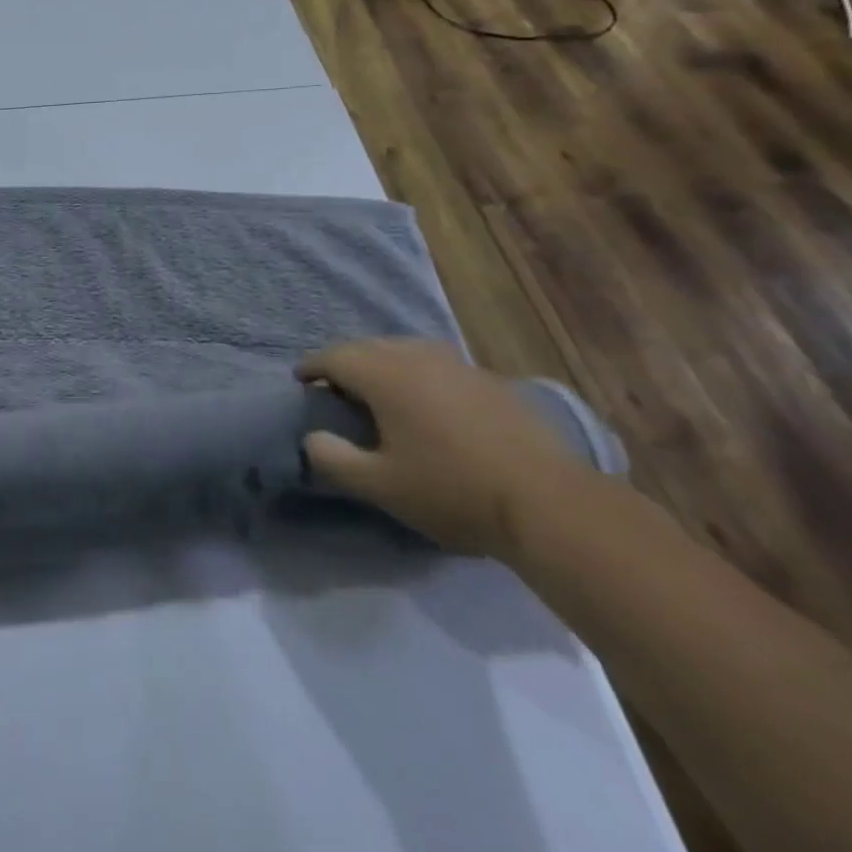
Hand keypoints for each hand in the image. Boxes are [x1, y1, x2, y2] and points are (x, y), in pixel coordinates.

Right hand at [297, 340, 585, 560]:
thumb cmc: (452, 490)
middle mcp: (417, 357)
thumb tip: (312, 438)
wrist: (551, 504)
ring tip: (380, 391)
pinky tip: (430, 404)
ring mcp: (459, 365)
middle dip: (346, 362)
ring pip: (406, 351)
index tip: (301, 380)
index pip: (333, 357)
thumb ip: (334, 459)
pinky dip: (420, 375)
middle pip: (368, 347)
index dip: (312, 367)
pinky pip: (439, 366)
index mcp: (384, 374)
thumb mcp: (380, 485)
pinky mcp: (492, 381)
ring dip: (384, 363)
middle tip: (336, 388)